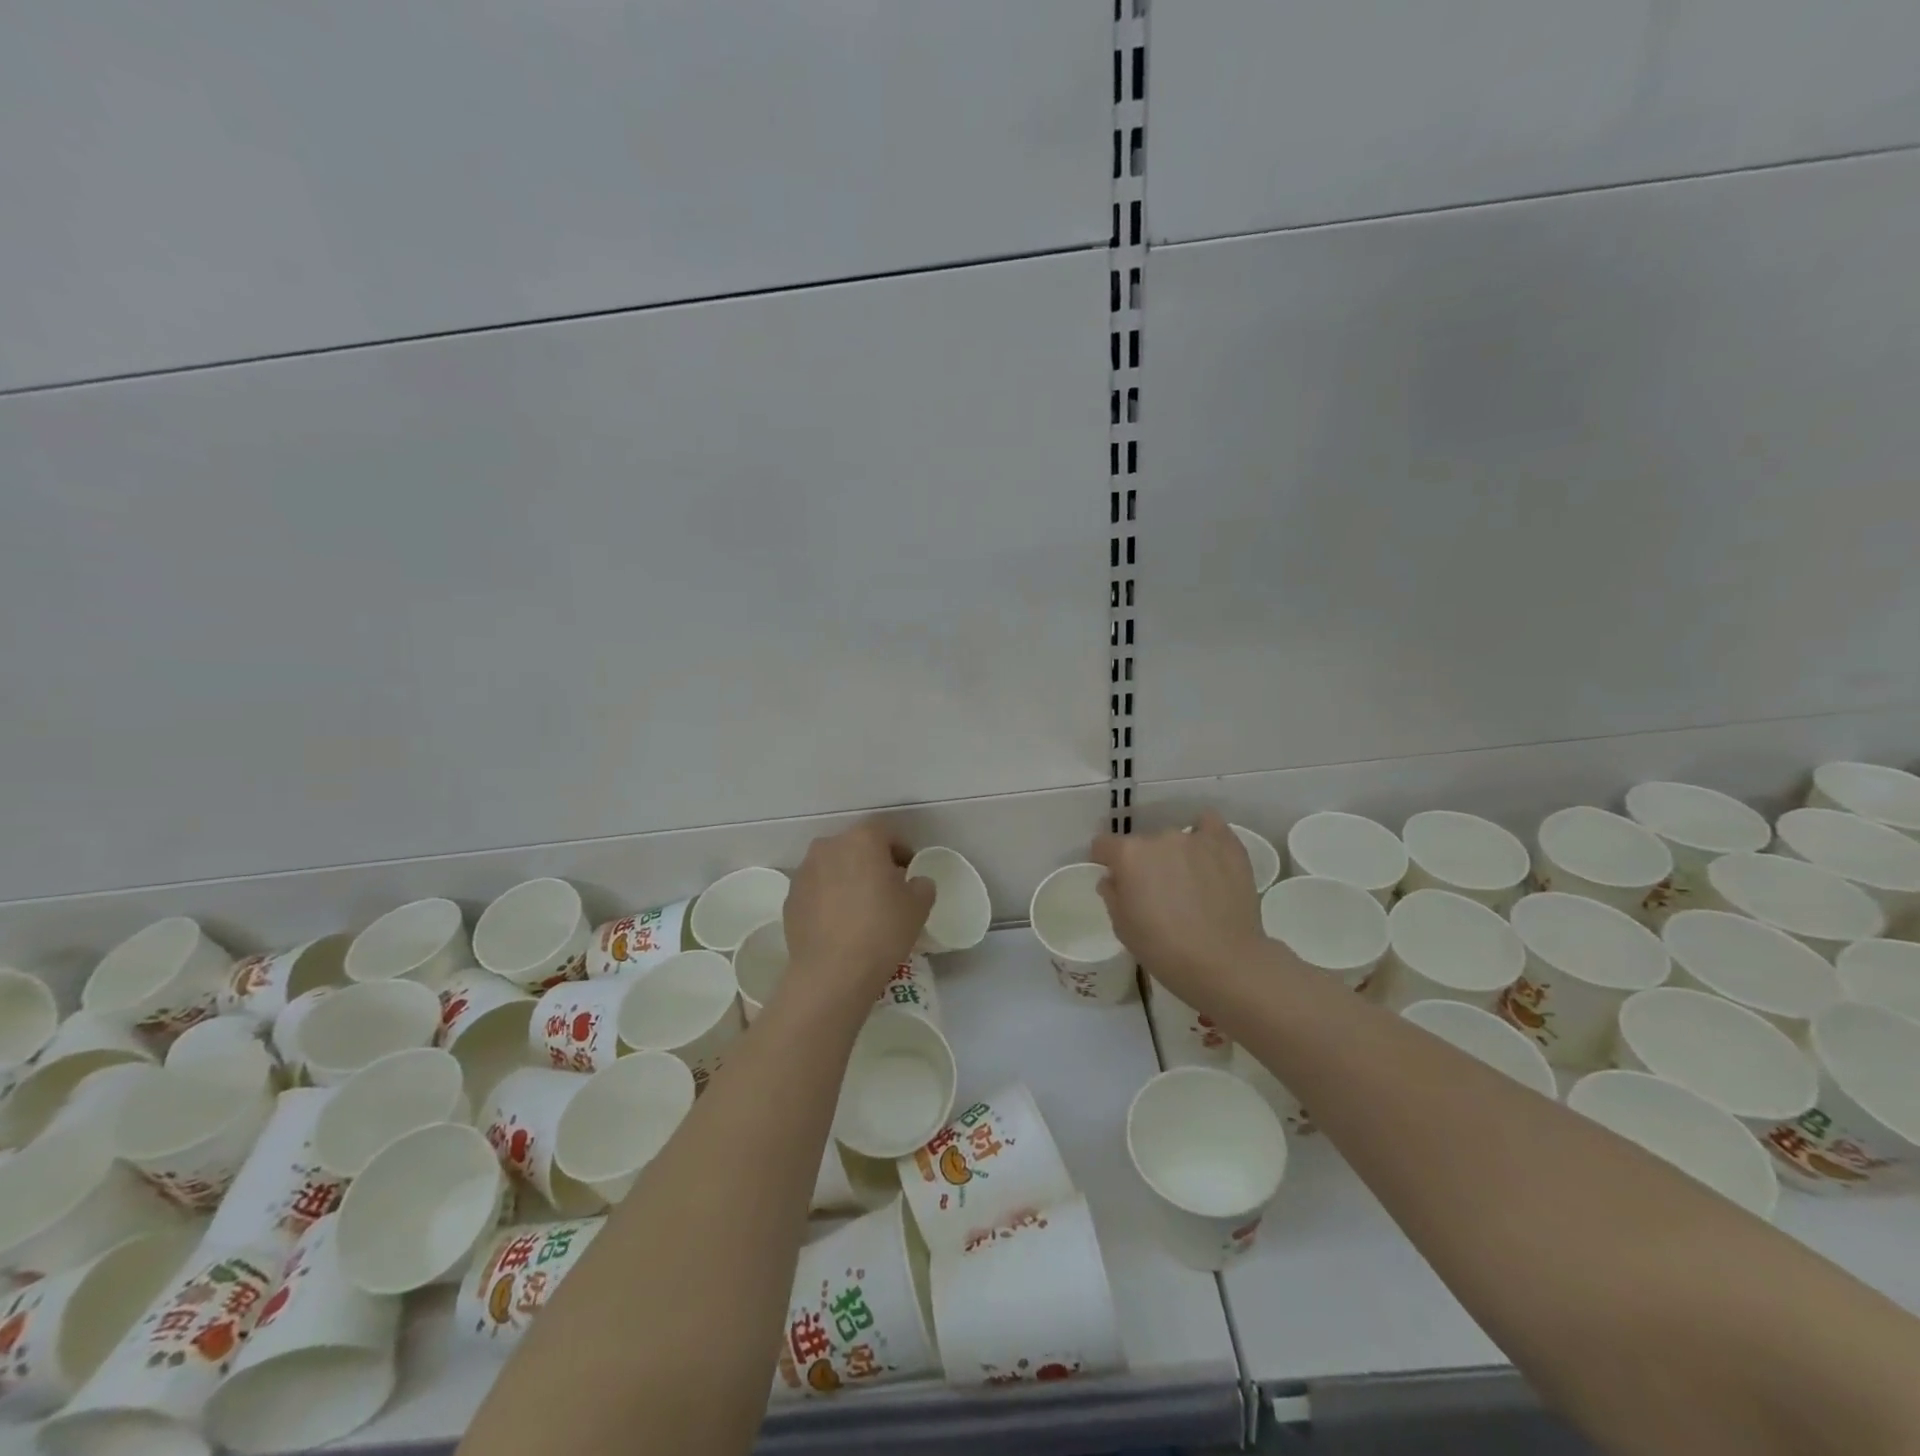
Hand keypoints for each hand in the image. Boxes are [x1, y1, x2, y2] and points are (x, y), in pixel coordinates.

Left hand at [783, 821, 935, 996]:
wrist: (831, 973)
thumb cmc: (881, 930)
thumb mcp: (918, 906)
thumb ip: (922, 884)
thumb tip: (914, 882)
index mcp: (862, 840)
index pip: (886, 832)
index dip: (901, 850)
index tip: (909, 872)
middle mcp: (829, 847)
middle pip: (856, 846)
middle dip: (872, 862)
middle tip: (886, 889)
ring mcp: (805, 872)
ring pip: (833, 867)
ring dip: (847, 878)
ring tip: (860, 909)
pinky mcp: (790, 898)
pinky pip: (816, 890)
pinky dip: (828, 898)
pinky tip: (839, 924)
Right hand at [1091, 812, 1266, 999]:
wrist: (1224, 962)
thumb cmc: (1164, 949)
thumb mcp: (1122, 927)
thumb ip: (1112, 894)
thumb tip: (1114, 879)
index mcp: (1128, 855)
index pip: (1103, 845)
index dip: (1106, 862)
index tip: (1116, 880)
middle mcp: (1159, 837)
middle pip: (1142, 845)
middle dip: (1144, 863)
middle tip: (1157, 892)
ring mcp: (1195, 838)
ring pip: (1175, 839)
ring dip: (1174, 856)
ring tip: (1189, 883)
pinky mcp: (1227, 845)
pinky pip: (1209, 825)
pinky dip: (1204, 835)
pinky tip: (1207, 854)